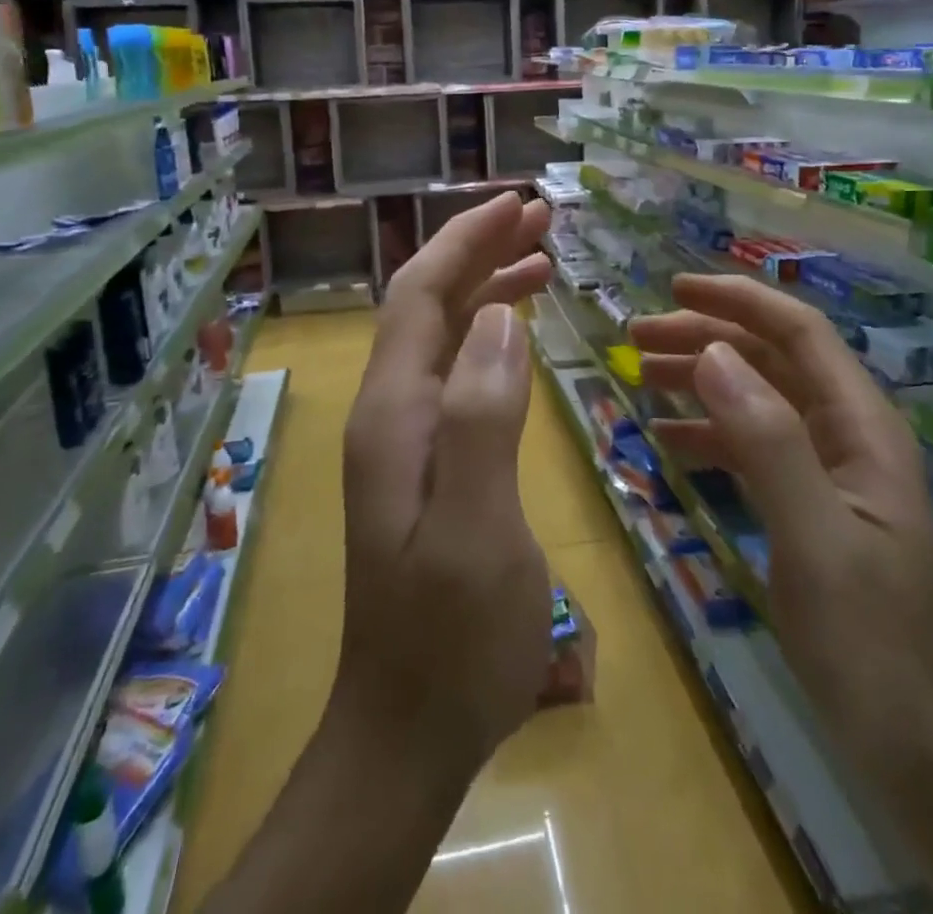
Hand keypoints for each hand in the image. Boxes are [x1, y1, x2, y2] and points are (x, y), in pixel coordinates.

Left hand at [330, 191, 555, 778]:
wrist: (406, 729)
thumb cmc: (450, 637)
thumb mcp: (476, 528)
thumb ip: (482, 416)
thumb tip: (498, 317)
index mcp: (395, 412)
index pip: (420, 293)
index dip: (464, 240)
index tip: (516, 204)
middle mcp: (391, 411)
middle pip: (428, 303)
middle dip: (478, 251)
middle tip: (540, 219)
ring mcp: (404, 438)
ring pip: (442, 335)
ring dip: (485, 288)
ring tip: (542, 260)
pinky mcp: (425, 462)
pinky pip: (456, 373)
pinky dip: (488, 337)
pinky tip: (519, 335)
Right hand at [630, 274, 932, 785]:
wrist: (924, 751)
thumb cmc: (872, 643)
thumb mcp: (815, 536)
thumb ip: (766, 440)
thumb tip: (711, 352)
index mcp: (861, 426)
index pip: (798, 333)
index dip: (738, 301)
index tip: (674, 288)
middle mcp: (846, 435)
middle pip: (771, 360)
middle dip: (706, 337)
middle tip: (636, 337)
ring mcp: (827, 473)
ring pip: (757, 400)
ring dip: (701, 380)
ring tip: (641, 376)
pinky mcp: (808, 508)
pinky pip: (751, 448)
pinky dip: (708, 433)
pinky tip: (668, 439)